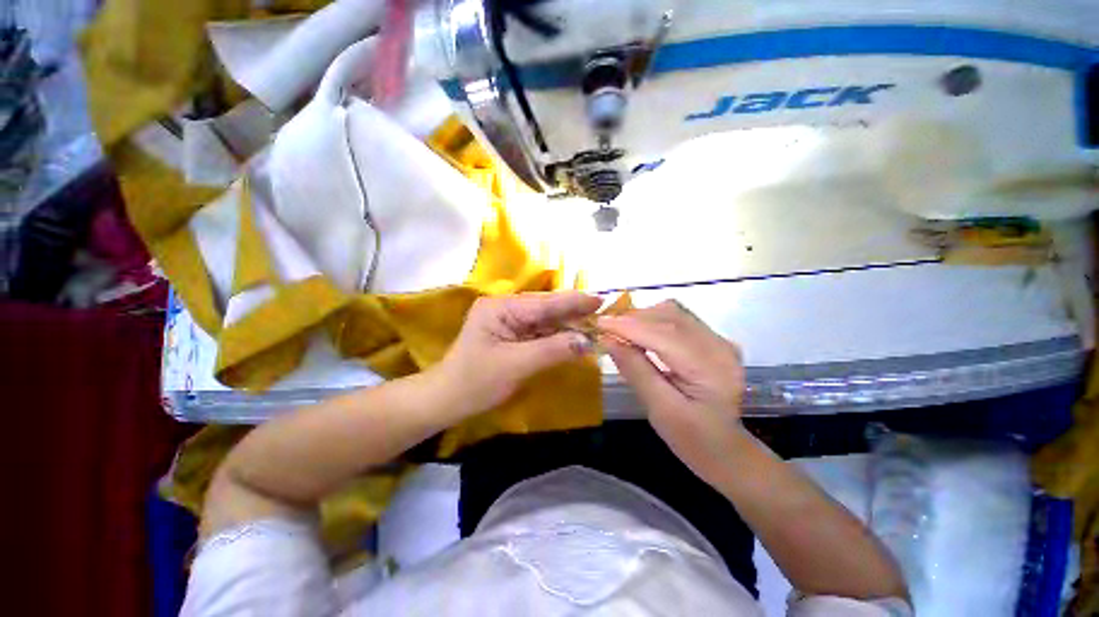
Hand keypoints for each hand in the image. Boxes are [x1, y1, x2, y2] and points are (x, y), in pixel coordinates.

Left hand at [435, 291, 601, 414]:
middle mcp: (505, 307)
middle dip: (573, 313)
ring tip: (594, 326)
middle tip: (602, 315)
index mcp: (500, 307)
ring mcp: (508, 320)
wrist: (448, 400)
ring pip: (545, 320)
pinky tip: (574, 337)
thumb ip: (553, 350)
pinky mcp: (511, 334)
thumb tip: (587, 341)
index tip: (600, 301)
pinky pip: (539, 331)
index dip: (574, 302)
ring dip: (568, 325)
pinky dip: (557, 336)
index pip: (544, 303)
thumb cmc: (476, 382)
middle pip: (546, 308)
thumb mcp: (516, 365)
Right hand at [598, 300, 745, 480]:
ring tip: (619, 331)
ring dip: (641, 318)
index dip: (628, 326)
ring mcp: (718, 340)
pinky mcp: (711, 339)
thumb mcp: (660, 409)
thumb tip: (608, 340)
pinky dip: (652, 321)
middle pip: (669, 316)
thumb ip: (635, 370)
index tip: (598, 323)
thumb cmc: (692, 439)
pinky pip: (676, 318)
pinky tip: (638, 333)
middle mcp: (719, 345)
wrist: (725, 449)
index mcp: (711, 368)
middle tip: (604, 328)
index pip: (664, 335)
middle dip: (632, 319)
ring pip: (672, 312)